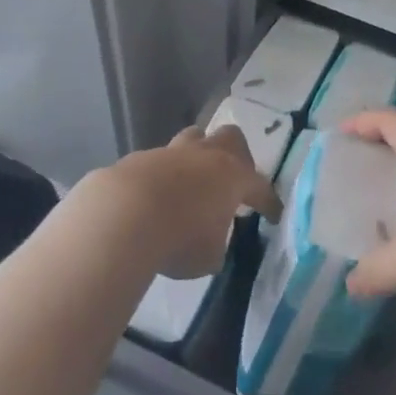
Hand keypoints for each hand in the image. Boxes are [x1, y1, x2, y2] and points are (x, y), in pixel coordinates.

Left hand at [92, 125, 280, 279]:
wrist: (122, 215)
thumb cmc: (179, 238)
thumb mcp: (209, 256)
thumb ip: (217, 244)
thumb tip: (212, 240)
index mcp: (233, 176)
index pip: (260, 187)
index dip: (269, 203)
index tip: (273, 215)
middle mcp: (206, 156)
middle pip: (230, 138)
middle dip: (236, 155)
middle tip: (232, 179)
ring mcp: (172, 152)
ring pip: (193, 139)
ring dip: (197, 156)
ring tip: (192, 181)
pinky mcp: (140, 159)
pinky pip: (159, 161)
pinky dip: (162, 176)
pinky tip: (155, 197)